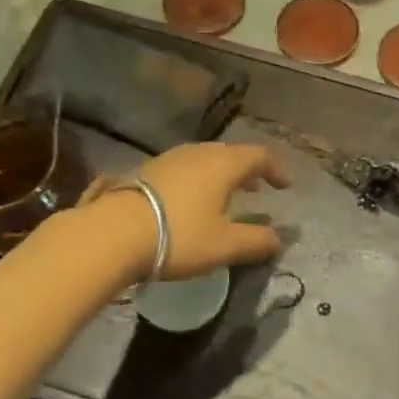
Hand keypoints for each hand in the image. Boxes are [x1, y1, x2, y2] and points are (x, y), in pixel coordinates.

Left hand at [106, 143, 289, 279]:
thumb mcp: (224, 245)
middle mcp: (199, 153)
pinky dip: (199, 179)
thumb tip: (278, 239)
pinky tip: (191, 201)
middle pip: (231, 154)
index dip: (276, 169)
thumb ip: (256, 241)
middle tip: (257, 189)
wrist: (113, 233)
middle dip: (248, 170)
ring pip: (205, 159)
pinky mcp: (147, 170)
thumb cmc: (179, 236)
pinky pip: (184, 168)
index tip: (285, 186)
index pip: (259, 156)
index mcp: (224, 164)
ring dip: (222, 174)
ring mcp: (170, 159)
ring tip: (225, 195)